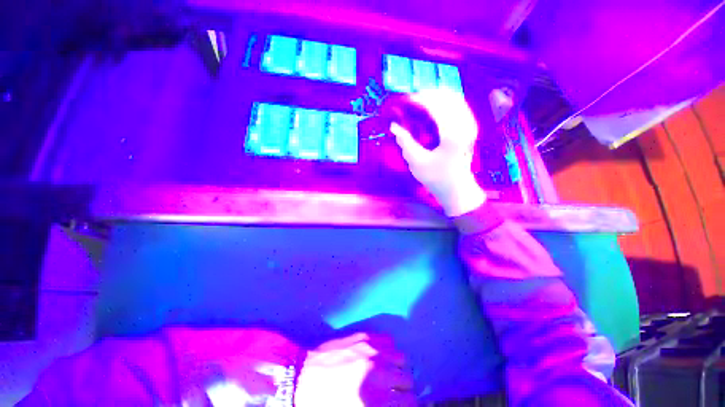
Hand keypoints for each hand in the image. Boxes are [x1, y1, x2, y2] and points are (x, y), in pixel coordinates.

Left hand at [294, 333, 415, 406]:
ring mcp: (371, 349)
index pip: (409, 403)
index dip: (408, 406)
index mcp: (372, 400)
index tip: (401, 405)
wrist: (301, 376)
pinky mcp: (364, 335)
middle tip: (391, 392)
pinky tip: (379, 356)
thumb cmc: (323, 404)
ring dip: (397, 367)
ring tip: (386, 373)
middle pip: (407, 379)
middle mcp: (376, 372)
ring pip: (402, 358)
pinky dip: (388, 349)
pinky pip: (389, 340)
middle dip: (402, 389)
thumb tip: (393, 403)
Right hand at [390, 89, 486, 216]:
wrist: (457, 189)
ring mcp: (470, 125)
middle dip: (428, 94)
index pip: (436, 106)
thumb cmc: (436, 178)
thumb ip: (405, 142)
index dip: (420, 99)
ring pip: (455, 99)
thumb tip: (394, 126)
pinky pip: (459, 106)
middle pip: (448, 98)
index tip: (405, 99)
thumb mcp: (417, 162)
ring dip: (437, 96)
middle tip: (411, 99)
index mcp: (452, 134)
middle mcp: (465, 125)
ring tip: (421, 100)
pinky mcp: (470, 128)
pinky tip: (434, 107)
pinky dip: (446, 102)